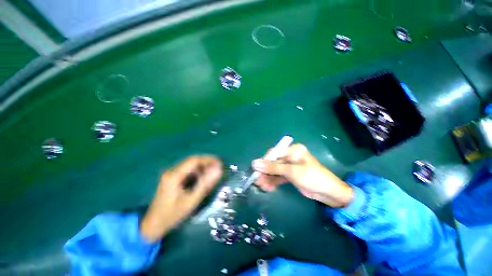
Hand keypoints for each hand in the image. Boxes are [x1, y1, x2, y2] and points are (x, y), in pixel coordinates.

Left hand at [140, 155, 222, 241]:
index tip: (221, 164)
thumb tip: (219, 170)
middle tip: (219, 168)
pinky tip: (203, 178)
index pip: (194, 160)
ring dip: (203, 167)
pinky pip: (188, 170)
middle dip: (207, 162)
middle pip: (193, 160)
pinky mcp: (173, 178)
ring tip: (213, 173)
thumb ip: (205, 184)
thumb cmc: (172, 215)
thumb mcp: (191, 201)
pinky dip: (198, 172)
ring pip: (191, 165)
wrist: (152, 225)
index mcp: (174, 175)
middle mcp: (172, 171)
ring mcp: (171, 174)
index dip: (209, 160)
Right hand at [252, 144, 353, 207]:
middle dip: (265, 172)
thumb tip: (255, 163)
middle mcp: (290, 156)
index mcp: (293, 150)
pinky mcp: (290, 174)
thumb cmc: (312, 177)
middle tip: (258, 181)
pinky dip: (273, 182)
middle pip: (273, 162)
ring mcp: (290, 166)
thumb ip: (273, 167)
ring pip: (275, 170)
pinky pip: (279, 176)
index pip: (274, 153)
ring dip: (268, 178)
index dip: (264, 161)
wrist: (329, 193)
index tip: (256, 170)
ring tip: (262, 187)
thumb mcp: (291, 171)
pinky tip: (269, 188)